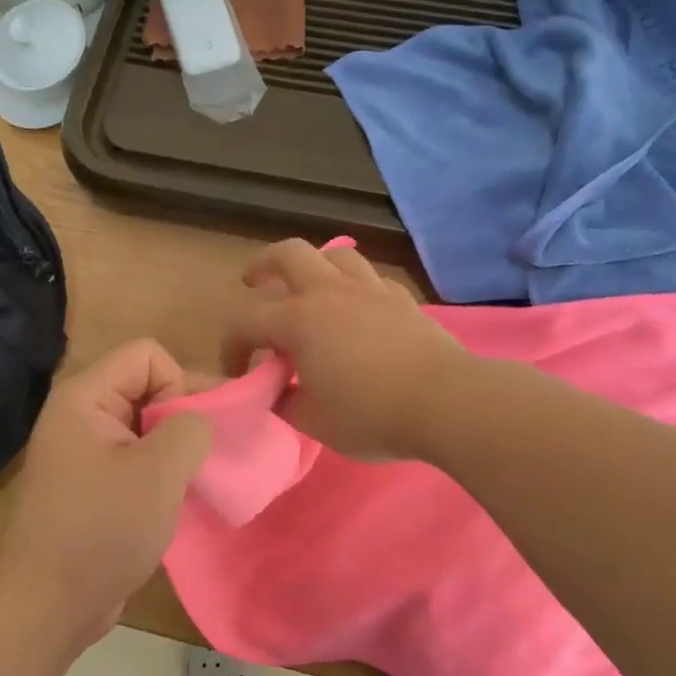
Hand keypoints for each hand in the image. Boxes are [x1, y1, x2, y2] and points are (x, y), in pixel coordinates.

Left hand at [0, 340, 211, 648]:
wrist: (49, 605)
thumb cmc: (103, 530)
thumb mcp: (159, 471)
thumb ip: (191, 427)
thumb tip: (200, 421)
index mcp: (85, 397)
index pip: (148, 354)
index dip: (178, 385)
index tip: (184, 435)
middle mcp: (81, 415)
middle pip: (149, 386)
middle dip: (183, 417)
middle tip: (204, 459)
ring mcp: (85, 451)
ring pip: (148, 425)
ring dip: (176, 449)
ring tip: (191, 482)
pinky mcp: (93, 484)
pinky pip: (137, 457)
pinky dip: (161, 472)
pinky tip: (174, 501)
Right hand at [221, 239, 467, 460]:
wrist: (445, 402)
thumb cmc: (371, 415)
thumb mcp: (313, 422)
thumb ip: (286, 402)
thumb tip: (279, 391)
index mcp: (299, 320)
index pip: (246, 321)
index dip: (231, 345)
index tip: (237, 372)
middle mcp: (331, 292)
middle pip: (288, 254)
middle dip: (263, 264)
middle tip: (254, 283)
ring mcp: (371, 290)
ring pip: (335, 255)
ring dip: (313, 266)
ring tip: (308, 288)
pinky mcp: (402, 299)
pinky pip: (370, 278)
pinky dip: (354, 286)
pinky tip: (356, 307)